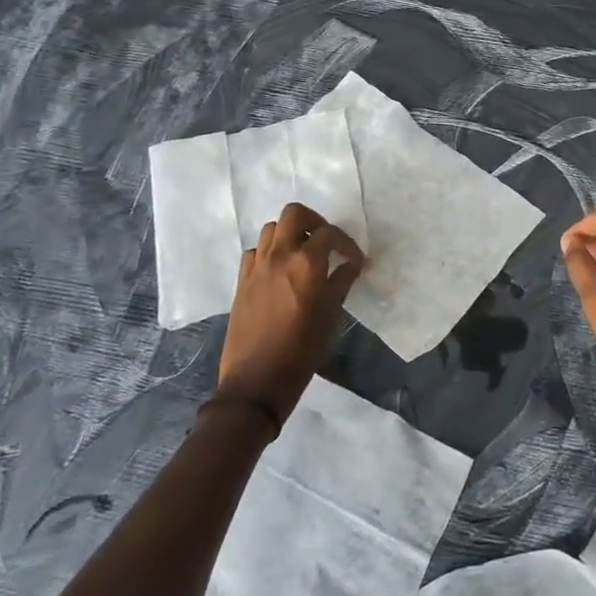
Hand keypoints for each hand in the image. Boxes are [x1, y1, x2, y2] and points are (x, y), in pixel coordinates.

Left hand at [216, 203, 364, 423]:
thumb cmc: (301, 352)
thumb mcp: (330, 315)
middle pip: (294, 213)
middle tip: (325, 242)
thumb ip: (342, 282)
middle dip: (314, 221)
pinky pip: (255, 251)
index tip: (354, 260)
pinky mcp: (241, 281)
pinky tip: (279, 271)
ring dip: (290, 234)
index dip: (346, 243)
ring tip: (303, 254)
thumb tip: (353, 264)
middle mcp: (279, 255)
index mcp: (306, 263)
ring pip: (271, 229)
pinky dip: (269, 252)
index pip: (329, 233)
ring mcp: (256, 266)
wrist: (256, 382)